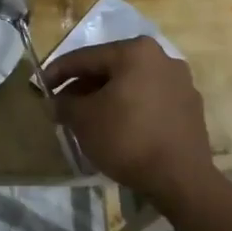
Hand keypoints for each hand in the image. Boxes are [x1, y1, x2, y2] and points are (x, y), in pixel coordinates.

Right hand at [48, 36, 213, 200]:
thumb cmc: (127, 138)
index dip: (58, 72)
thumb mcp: (83, 119)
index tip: (41, 85)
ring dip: (108, 96)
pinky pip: (151, 100)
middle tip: (64, 103)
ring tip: (89, 117)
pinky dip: (131, 107)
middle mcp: (162, 57)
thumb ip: (64, 103)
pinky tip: (118, 126)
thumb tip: (57, 101)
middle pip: (111, 68)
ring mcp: (181, 82)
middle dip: (84, 85)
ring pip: (132, 84)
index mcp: (135, 51)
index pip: (86, 57)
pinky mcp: (190, 107)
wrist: (180, 179)